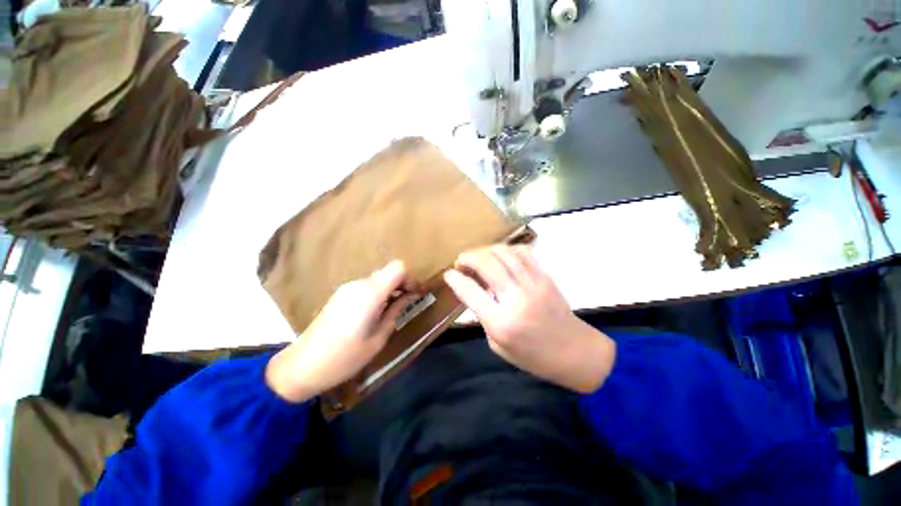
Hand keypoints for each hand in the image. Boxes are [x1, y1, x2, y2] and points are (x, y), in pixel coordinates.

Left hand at [266, 261, 420, 402]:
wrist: (302, 366)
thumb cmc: (345, 357)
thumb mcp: (379, 337)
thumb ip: (396, 311)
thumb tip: (409, 296)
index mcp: (370, 293)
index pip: (398, 268)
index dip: (410, 278)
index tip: (415, 294)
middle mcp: (358, 284)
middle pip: (388, 271)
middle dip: (401, 284)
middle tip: (407, 303)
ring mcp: (347, 288)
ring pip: (377, 278)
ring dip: (389, 289)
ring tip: (391, 310)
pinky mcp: (340, 295)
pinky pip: (366, 286)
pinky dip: (377, 293)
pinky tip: (374, 313)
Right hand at [443, 246, 614, 392]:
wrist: (574, 352)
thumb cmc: (532, 356)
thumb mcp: (498, 345)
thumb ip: (483, 317)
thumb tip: (472, 292)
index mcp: (501, 322)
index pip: (470, 292)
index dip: (455, 279)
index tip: (448, 273)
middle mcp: (516, 299)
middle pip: (487, 265)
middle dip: (469, 257)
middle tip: (461, 260)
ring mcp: (533, 284)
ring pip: (504, 254)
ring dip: (486, 250)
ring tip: (479, 255)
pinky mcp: (545, 277)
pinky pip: (524, 253)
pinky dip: (508, 249)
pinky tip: (501, 254)